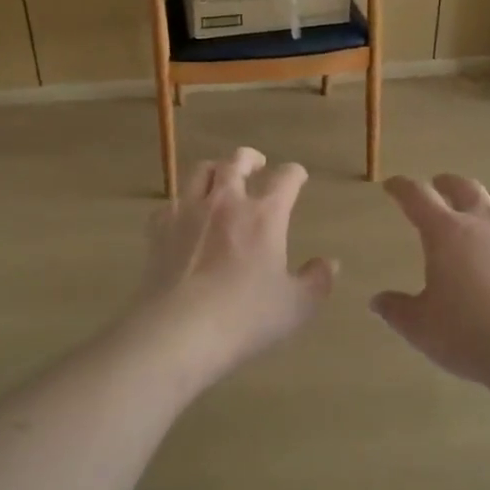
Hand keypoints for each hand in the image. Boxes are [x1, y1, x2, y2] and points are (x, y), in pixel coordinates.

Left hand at [134, 148, 336, 381]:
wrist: (179, 331)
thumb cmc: (245, 317)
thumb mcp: (296, 306)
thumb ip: (318, 281)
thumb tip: (330, 263)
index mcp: (264, 215)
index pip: (285, 178)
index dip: (294, 173)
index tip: (298, 176)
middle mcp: (226, 202)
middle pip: (237, 161)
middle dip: (250, 158)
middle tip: (257, 164)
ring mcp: (188, 212)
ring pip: (200, 172)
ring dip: (215, 170)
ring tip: (220, 179)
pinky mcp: (159, 229)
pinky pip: (171, 204)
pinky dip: (182, 204)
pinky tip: (184, 217)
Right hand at [371, 174, 489, 386]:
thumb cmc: (468, 333)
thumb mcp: (420, 326)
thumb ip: (397, 310)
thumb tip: (377, 301)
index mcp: (445, 232)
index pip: (417, 196)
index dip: (402, 187)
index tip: (392, 186)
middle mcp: (483, 222)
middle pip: (464, 187)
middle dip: (447, 183)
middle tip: (438, 185)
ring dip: (487, 198)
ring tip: (481, 205)